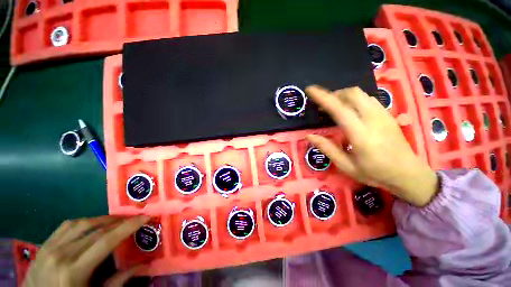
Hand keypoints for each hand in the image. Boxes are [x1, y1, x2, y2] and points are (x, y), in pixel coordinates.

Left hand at [23, 215, 149, 286]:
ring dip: (102, 219)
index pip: (106, 240)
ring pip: (80, 223)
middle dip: (118, 221)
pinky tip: (91, 225)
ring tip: (115, 220)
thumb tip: (142, 265)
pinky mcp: (44, 246)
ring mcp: (50, 247)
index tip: (145, 216)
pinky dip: (83, 222)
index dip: (128, 226)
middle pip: (95, 229)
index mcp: (74, 270)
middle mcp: (61, 253)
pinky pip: (66, 226)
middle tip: (134, 217)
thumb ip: (117, 282)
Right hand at [305, 85, 438, 206]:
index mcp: (361, 134)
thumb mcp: (346, 166)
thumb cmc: (375, 173)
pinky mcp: (388, 114)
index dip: (323, 97)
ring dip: (343, 96)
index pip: (339, 109)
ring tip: (334, 107)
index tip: (310, 90)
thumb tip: (309, 136)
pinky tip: (350, 110)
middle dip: (334, 94)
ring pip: (361, 94)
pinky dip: (354, 99)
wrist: (408, 174)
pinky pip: (368, 99)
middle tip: (322, 105)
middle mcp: (373, 119)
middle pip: (352, 94)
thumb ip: (327, 148)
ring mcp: (383, 115)